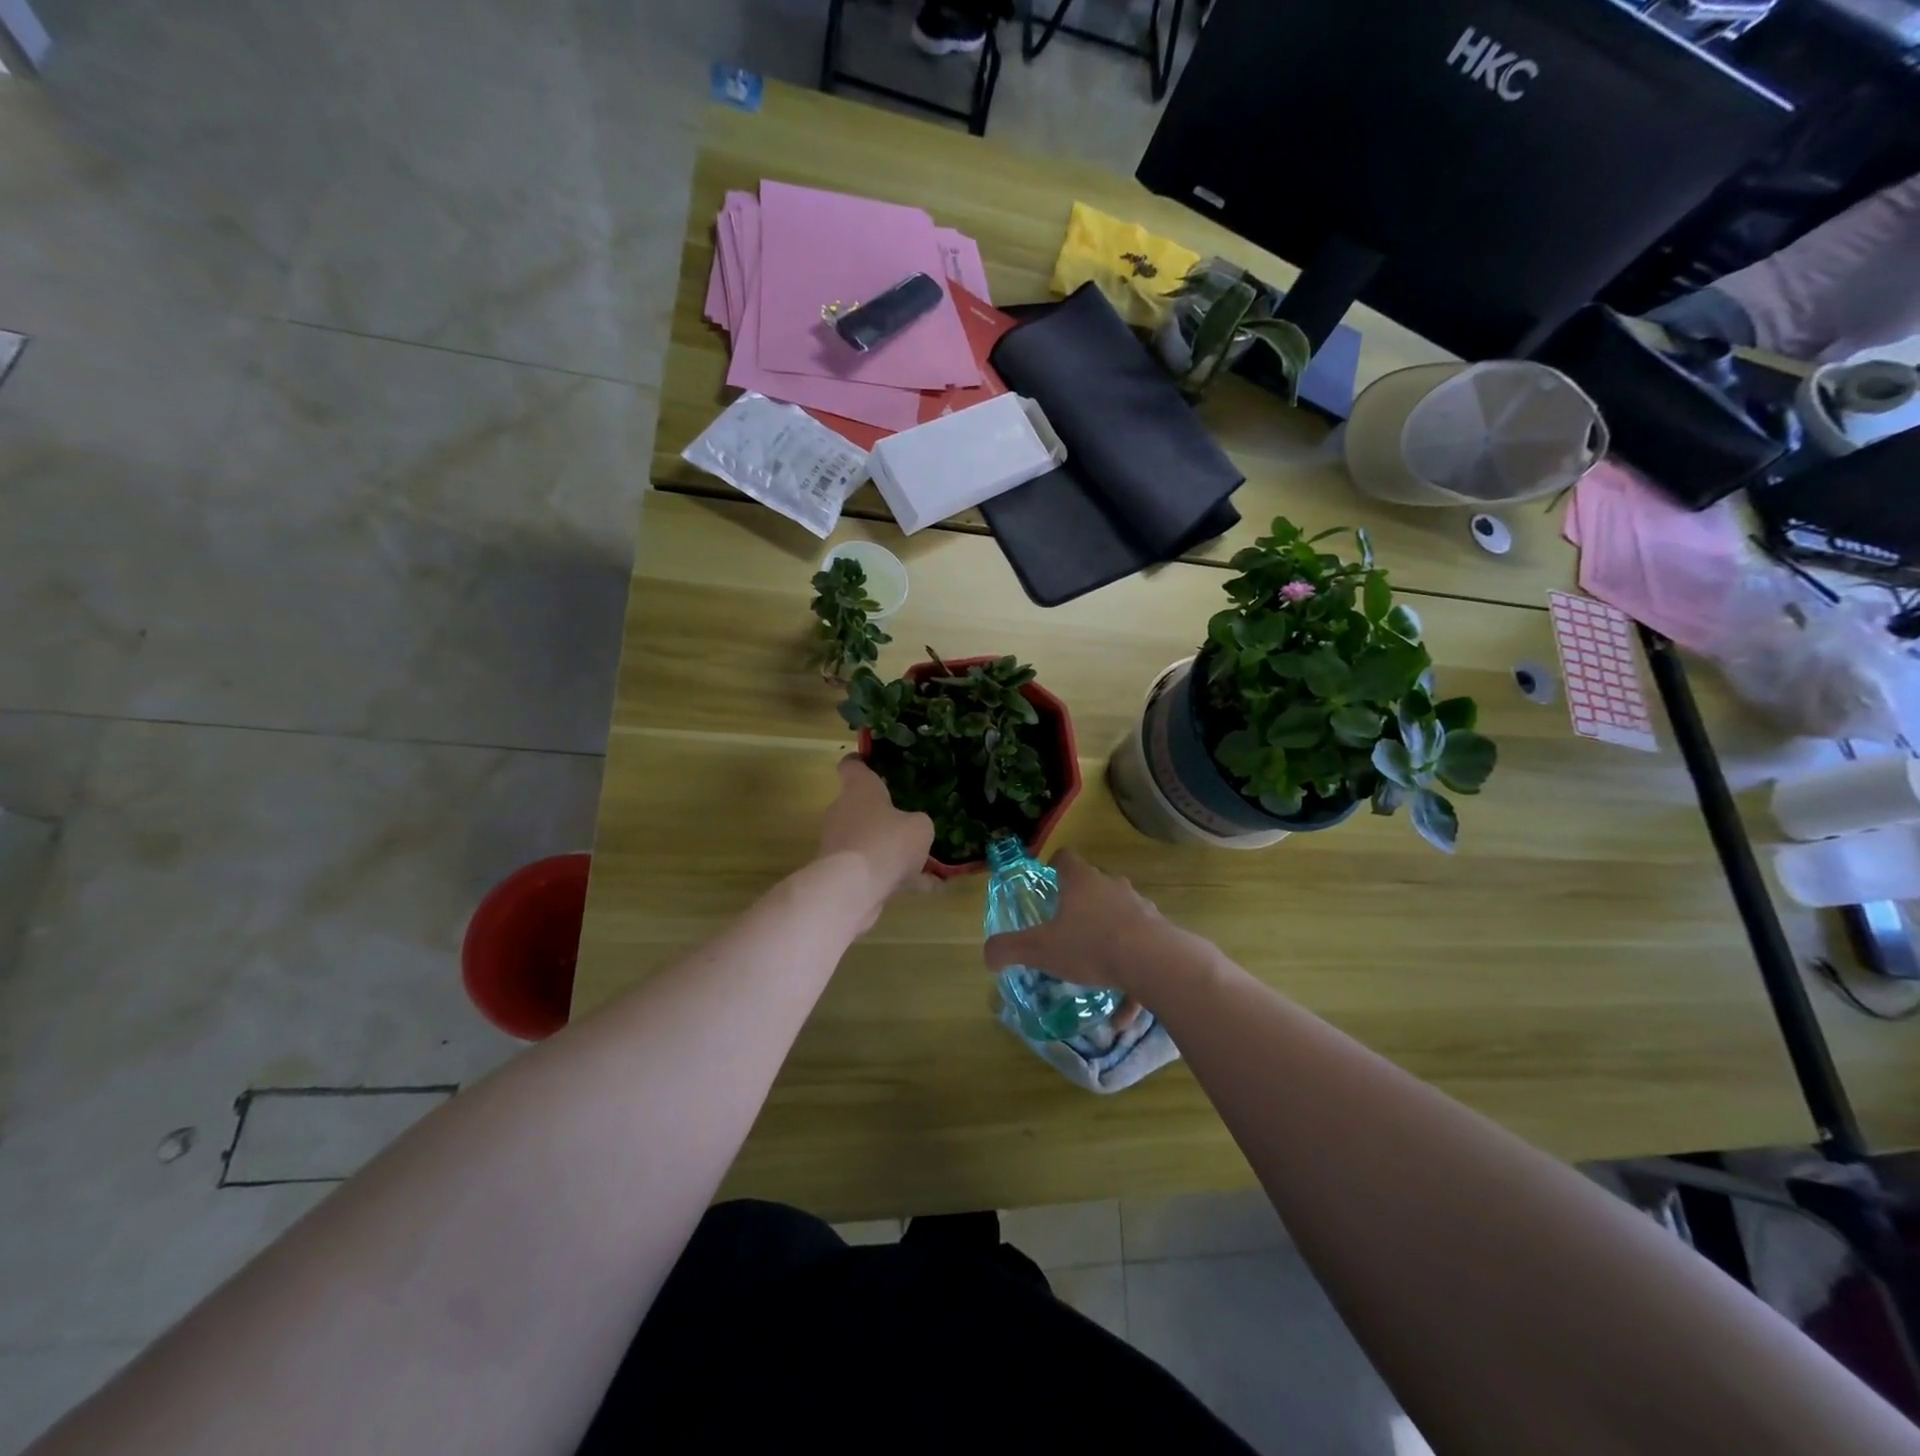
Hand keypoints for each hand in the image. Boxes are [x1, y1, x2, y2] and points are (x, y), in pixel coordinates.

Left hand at [818, 757, 934, 918]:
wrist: (852, 889)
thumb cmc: (886, 842)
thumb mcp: (920, 827)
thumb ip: (918, 822)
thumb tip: (912, 827)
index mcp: (859, 789)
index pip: (852, 765)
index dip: (862, 763)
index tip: (875, 765)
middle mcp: (842, 811)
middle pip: (860, 805)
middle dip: (883, 814)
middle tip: (910, 820)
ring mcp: (838, 843)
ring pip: (867, 840)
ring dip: (889, 849)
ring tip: (924, 862)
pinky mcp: (839, 872)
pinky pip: (871, 869)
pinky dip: (893, 877)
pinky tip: (924, 888)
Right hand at [982, 850, 1207, 1005]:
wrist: (1155, 963)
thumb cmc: (1090, 945)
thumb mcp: (1040, 949)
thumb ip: (1009, 949)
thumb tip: (987, 955)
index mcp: (1082, 882)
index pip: (1065, 859)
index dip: (1054, 867)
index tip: (1047, 882)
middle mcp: (1113, 888)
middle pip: (1095, 887)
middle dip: (1081, 907)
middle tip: (1066, 930)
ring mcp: (1141, 909)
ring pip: (1120, 921)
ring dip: (1108, 944)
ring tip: (1095, 975)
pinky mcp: (1161, 936)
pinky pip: (1141, 958)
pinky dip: (1131, 984)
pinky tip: (1121, 1018)